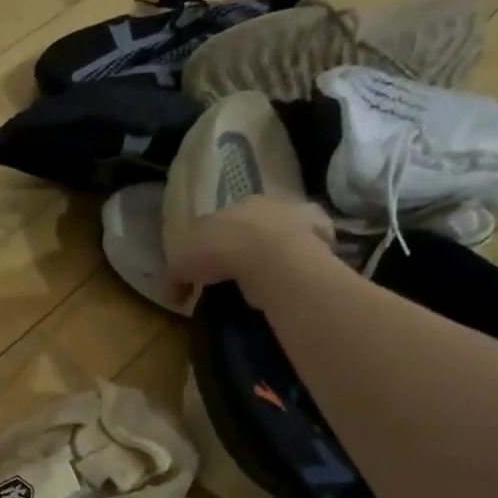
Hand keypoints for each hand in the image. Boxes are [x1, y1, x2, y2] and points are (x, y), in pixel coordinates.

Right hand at [167, 195, 337, 289]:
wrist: (271, 255)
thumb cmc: (220, 251)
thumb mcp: (181, 265)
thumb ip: (175, 277)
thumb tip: (174, 294)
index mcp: (232, 205)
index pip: (221, 221)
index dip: (214, 243)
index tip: (210, 267)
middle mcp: (267, 204)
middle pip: (255, 223)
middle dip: (248, 242)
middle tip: (240, 271)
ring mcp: (298, 216)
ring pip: (286, 231)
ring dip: (279, 248)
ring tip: (271, 275)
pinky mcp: (322, 234)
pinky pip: (314, 247)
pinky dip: (306, 258)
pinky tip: (297, 275)